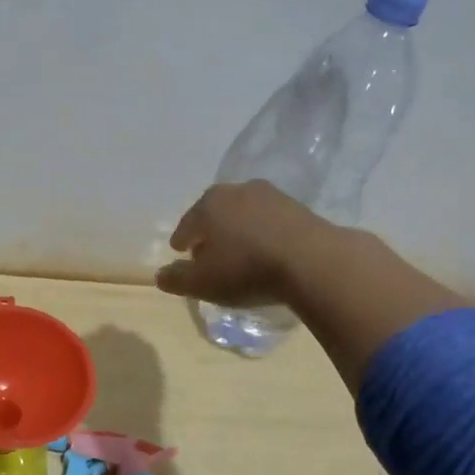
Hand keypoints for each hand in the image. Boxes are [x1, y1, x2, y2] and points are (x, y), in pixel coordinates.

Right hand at [158, 180, 466, 390]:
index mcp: (209, 204)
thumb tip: (161, 275)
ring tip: (241, 252)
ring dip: (240, 230)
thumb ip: (177, 279)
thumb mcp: (203, 283)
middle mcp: (237, 191)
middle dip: (211, 230)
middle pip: (217, 212)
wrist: (314, 261)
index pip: (188, 222)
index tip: (181, 251)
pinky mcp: (300, 208)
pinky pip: (272, 221)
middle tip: (209, 250)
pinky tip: (269, 251)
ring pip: (245, 213)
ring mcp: (272, 196)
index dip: (182, 238)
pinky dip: (265, 233)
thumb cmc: (247, 269)